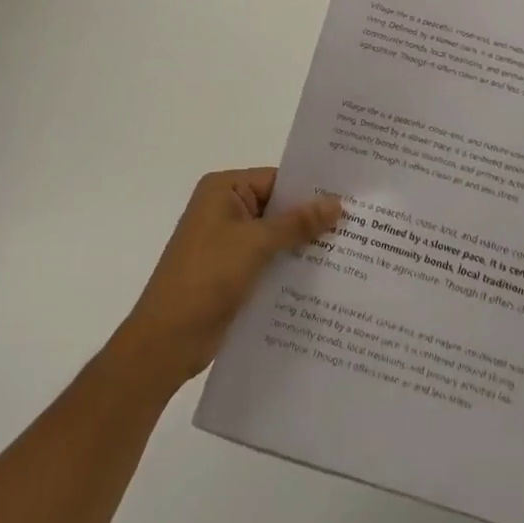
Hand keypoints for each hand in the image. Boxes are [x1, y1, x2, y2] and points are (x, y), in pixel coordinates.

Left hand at [116, 168, 340, 382]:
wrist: (165, 343)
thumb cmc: (206, 278)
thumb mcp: (255, 244)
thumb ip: (297, 222)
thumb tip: (336, 203)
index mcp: (223, 190)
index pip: (277, 179)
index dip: (311, 188)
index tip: (349, 195)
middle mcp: (225, 209)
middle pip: (278, 207)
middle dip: (311, 218)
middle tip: (357, 222)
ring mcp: (228, 243)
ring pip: (276, 236)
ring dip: (303, 244)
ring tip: (350, 248)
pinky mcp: (232, 272)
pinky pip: (269, 260)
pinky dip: (290, 265)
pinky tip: (323, 275)